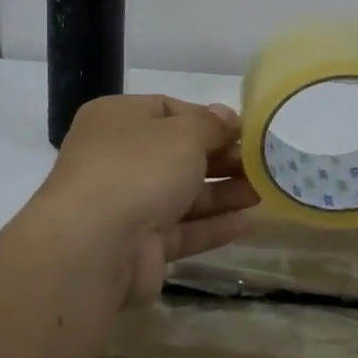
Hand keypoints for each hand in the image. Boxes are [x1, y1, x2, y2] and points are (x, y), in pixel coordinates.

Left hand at [35, 95, 257, 304]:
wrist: (94, 247)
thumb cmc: (138, 169)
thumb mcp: (184, 133)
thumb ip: (211, 125)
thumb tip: (226, 117)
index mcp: (117, 119)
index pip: (168, 110)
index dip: (208, 119)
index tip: (244, 131)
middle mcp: (117, 159)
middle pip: (177, 154)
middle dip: (220, 158)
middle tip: (261, 164)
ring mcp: (125, 205)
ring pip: (181, 194)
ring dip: (222, 192)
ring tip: (264, 192)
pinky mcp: (138, 247)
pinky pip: (181, 231)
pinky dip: (211, 226)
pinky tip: (247, 224)